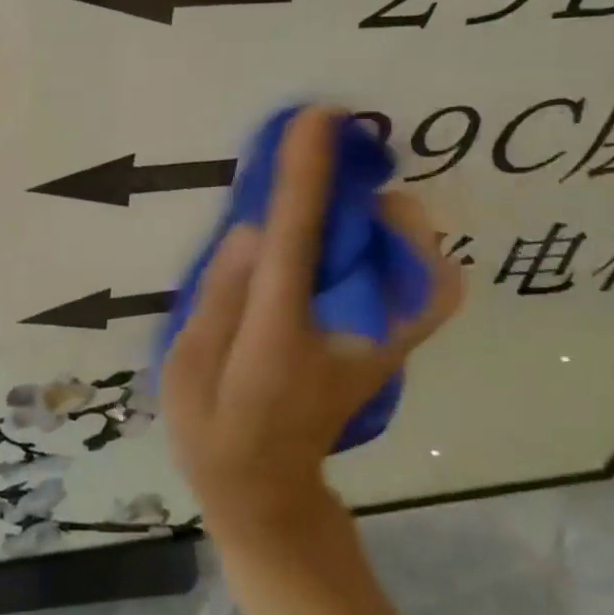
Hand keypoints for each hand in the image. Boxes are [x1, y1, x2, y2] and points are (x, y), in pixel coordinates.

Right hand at [161, 107, 464, 546]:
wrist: (270, 494)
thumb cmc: (214, 431)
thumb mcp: (185, 369)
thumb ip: (219, 296)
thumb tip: (255, 231)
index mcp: (278, 338)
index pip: (297, 244)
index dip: (306, 178)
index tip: (314, 119)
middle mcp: (344, 338)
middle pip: (379, 249)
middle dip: (362, 188)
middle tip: (332, 149)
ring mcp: (380, 348)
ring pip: (420, 267)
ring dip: (389, 217)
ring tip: (344, 194)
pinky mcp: (392, 351)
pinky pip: (428, 293)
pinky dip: (416, 253)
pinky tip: (371, 235)